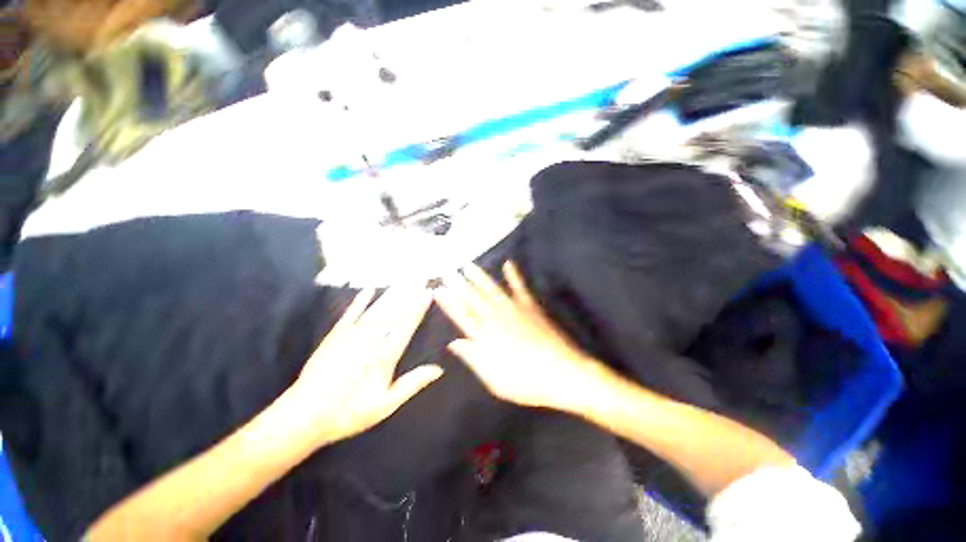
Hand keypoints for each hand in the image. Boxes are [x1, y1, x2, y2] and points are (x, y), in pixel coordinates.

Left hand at [289, 288, 442, 444]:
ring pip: (376, 309)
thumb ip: (411, 384)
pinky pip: (351, 313)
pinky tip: (369, 290)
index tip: (428, 292)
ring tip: (403, 280)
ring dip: (391, 293)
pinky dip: (361, 301)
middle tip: (419, 277)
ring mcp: (351, 335)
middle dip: (408, 293)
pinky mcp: (335, 335)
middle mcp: (370, 339)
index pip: (406, 325)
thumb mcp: (385, 405)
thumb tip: (438, 369)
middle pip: (393, 311)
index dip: (418, 307)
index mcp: (384, 355)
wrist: (303, 415)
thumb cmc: (348, 412)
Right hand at [435, 262, 598, 409]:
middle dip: (459, 284)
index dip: (449, 301)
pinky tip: (508, 263)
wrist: (562, 373)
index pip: (462, 315)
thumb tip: (454, 343)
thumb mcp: (494, 379)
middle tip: (448, 270)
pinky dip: (514, 275)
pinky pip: (520, 287)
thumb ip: (473, 358)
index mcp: (486, 337)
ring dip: (479, 276)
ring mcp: (514, 310)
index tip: (438, 289)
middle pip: (473, 298)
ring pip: (491, 289)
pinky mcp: (531, 307)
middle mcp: (497, 318)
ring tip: (468, 264)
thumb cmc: (526, 382)